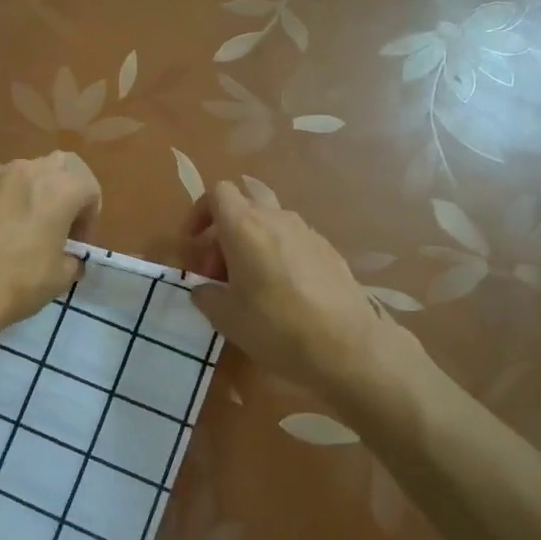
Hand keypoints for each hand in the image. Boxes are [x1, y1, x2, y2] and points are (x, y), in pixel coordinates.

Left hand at [0, 152, 101, 338]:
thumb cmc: (18, 284)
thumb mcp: (61, 278)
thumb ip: (73, 259)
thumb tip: (70, 258)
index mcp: (62, 190)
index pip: (90, 187)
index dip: (90, 215)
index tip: (79, 242)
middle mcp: (30, 171)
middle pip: (61, 165)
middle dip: (67, 188)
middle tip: (60, 221)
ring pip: (25, 167)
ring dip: (32, 186)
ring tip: (24, 217)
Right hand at [186, 181, 419, 399]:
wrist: (347, 346)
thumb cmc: (275, 326)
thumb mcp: (226, 317)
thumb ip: (206, 295)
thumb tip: (204, 289)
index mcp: (244, 226)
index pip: (218, 193)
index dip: (200, 213)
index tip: (193, 244)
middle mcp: (276, 219)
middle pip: (245, 202)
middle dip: (226, 228)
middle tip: (219, 269)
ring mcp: (307, 232)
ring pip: (270, 223)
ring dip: (253, 242)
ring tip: (250, 283)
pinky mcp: (329, 251)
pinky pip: (293, 241)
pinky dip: (278, 255)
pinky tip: (282, 292)